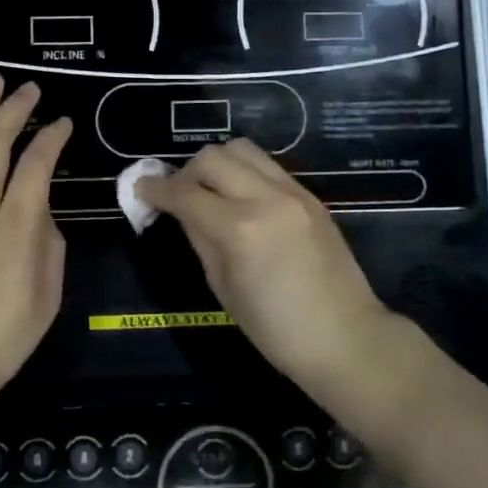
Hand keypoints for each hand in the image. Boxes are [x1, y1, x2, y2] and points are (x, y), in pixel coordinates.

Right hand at [136, 139, 387, 390]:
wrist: (346, 338)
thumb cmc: (276, 329)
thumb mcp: (223, 287)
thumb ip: (199, 238)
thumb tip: (180, 210)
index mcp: (239, 229)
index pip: (185, 192)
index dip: (156, 189)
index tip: (141, 190)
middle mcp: (265, 198)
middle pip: (211, 157)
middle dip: (186, 172)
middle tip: (178, 195)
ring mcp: (292, 192)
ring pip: (241, 149)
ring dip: (217, 164)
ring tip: (211, 190)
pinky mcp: (309, 195)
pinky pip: (266, 166)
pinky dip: (243, 172)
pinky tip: (240, 198)